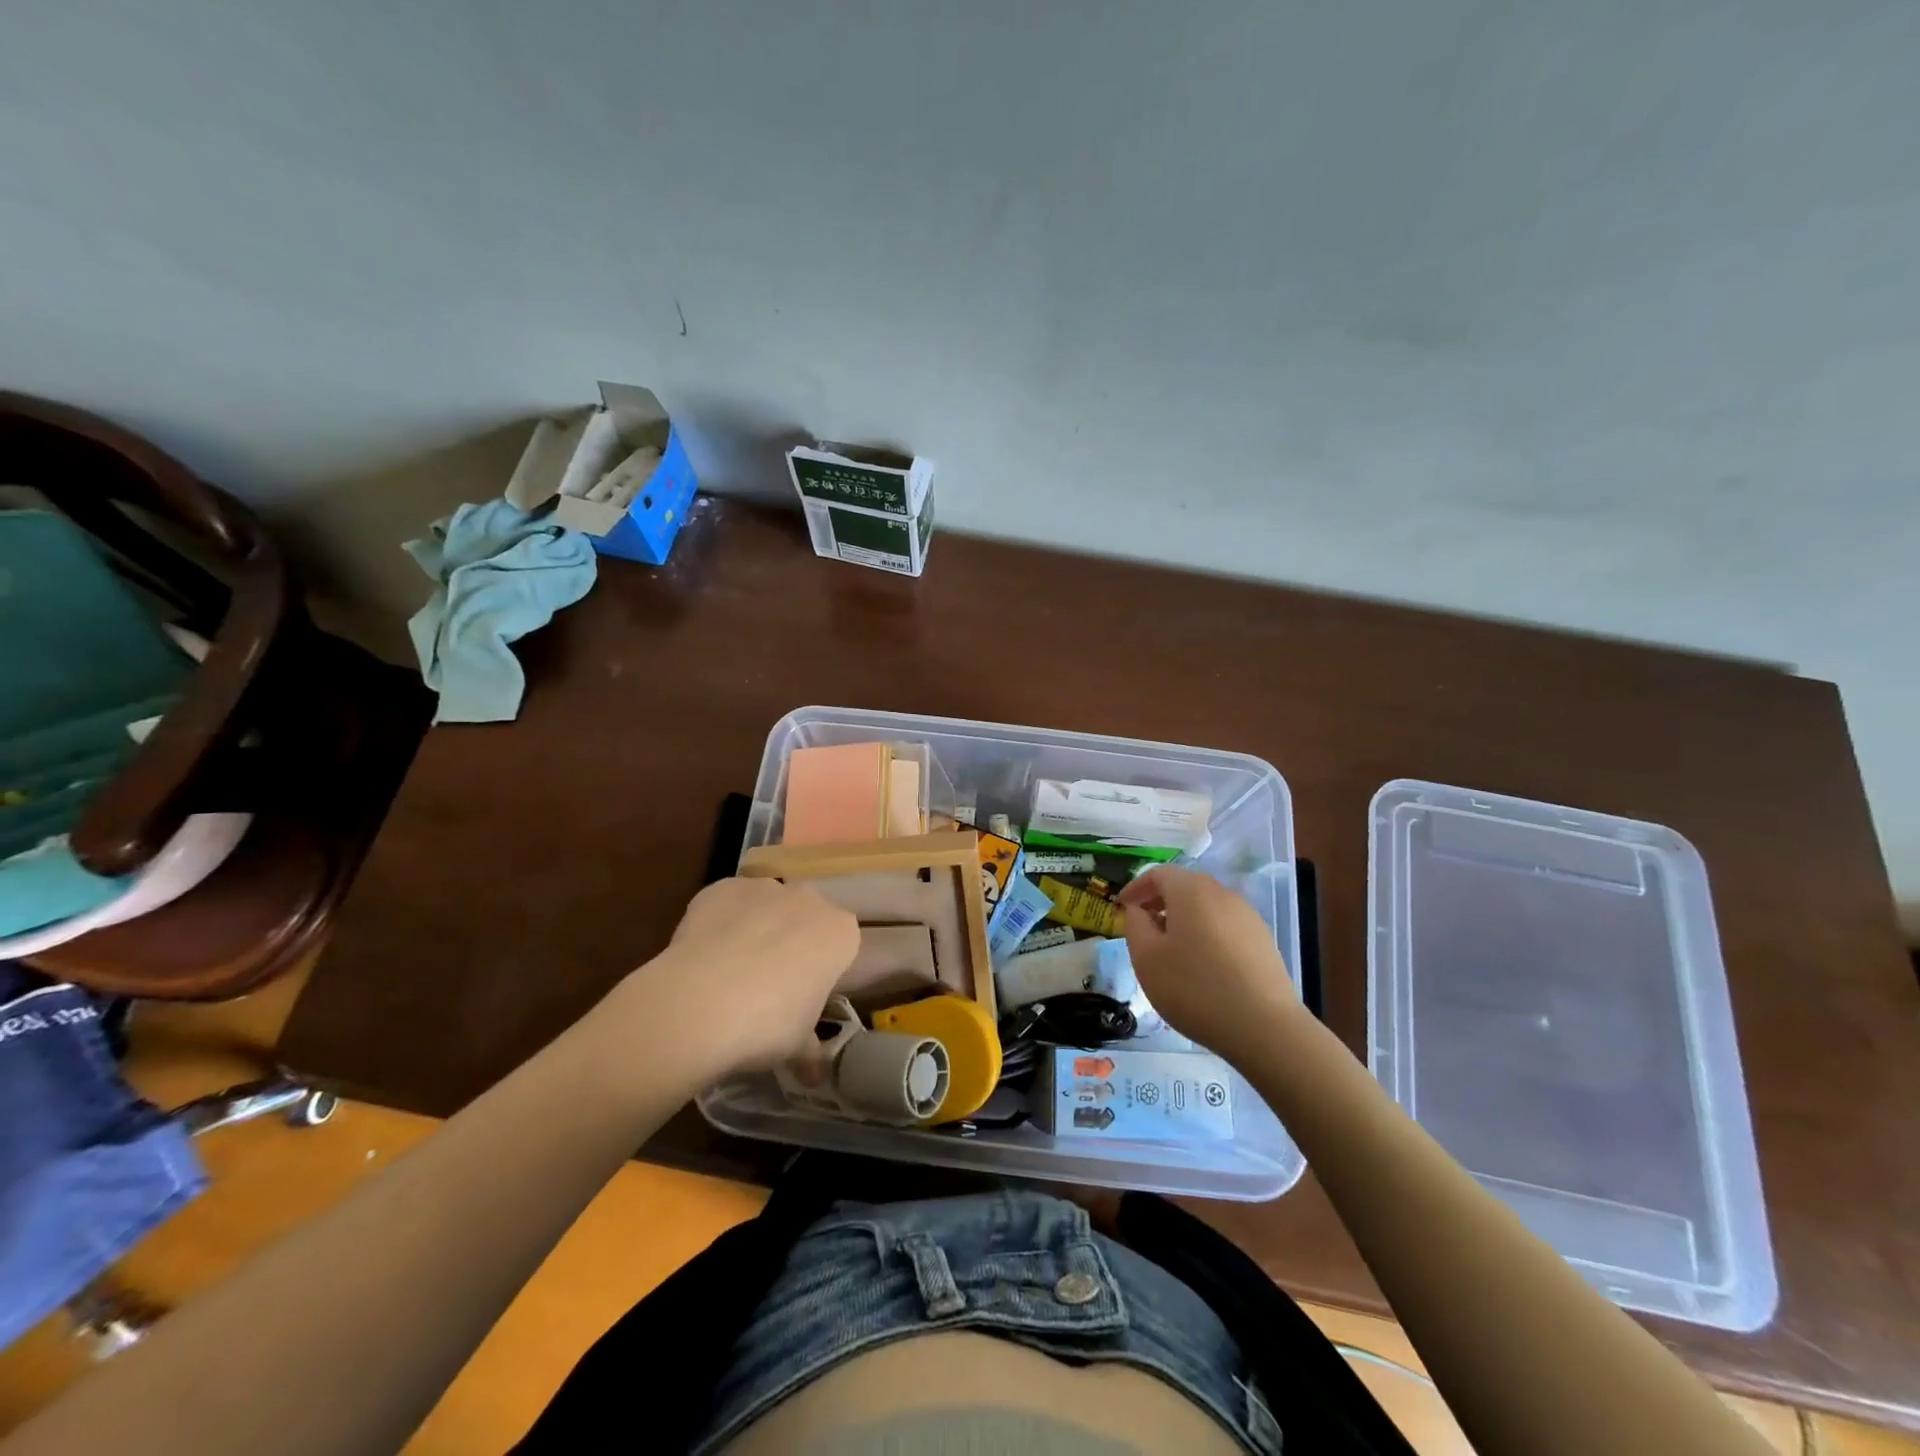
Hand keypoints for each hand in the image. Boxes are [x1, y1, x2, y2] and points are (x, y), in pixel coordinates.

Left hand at [612, 877, 859, 1078]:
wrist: (701, 1001)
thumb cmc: (768, 1024)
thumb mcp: (797, 1045)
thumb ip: (809, 1050)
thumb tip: (814, 1078)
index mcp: (839, 933)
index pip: (841, 945)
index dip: (822, 969)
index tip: (804, 994)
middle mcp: (808, 900)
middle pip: (805, 917)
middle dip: (792, 940)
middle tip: (769, 983)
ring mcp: (763, 888)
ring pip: (765, 906)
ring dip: (756, 927)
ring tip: (729, 971)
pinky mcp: (721, 887)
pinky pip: (727, 903)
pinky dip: (719, 922)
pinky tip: (703, 955)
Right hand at [1117, 865, 1299, 1059]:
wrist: (1265, 1028)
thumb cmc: (1194, 988)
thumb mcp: (1146, 958)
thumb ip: (1135, 925)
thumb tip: (1139, 910)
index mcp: (1191, 890)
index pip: (1157, 874)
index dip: (1135, 888)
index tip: (1121, 909)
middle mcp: (1222, 893)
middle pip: (1184, 886)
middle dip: (1159, 902)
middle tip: (1143, 928)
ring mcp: (1247, 916)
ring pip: (1206, 907)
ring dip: (1184, 919)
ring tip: (1171, 950)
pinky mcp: (1263, 940)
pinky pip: (1225, 926)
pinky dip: (1206, 934)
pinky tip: (1203, 966)